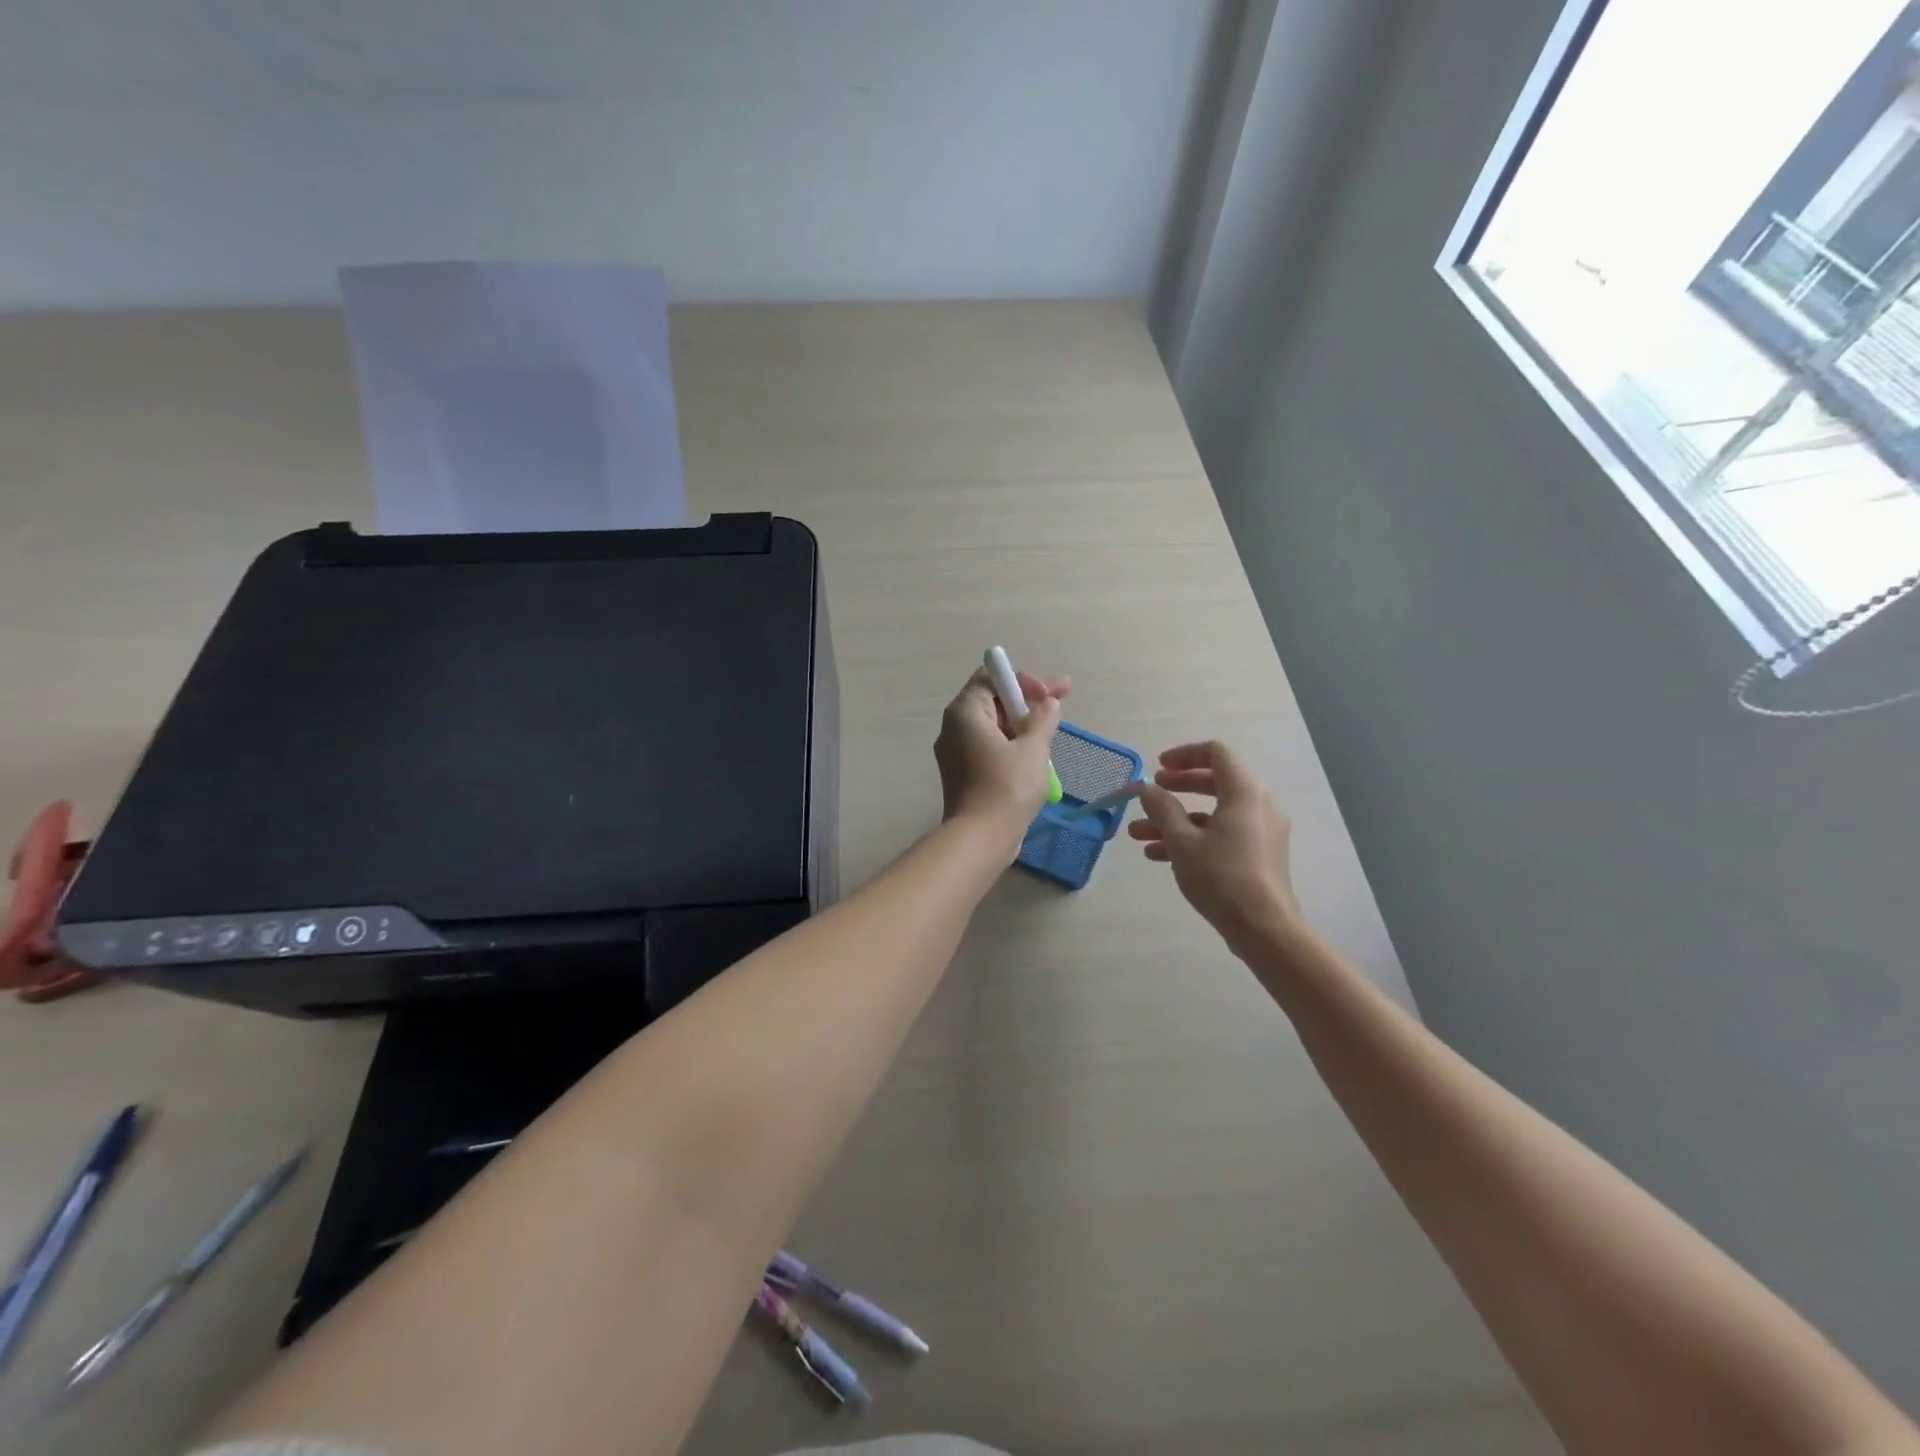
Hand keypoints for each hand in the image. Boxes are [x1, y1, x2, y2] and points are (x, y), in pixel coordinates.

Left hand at [934, 667, 1068, 845]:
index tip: (1051, 695)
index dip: (1024, 681)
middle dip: (1027, 702)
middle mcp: (953, 727)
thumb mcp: (1033, 748)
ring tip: (1051, 734)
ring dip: (1022, 726)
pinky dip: (1011, 746)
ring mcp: (955, 752)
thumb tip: (1048, 703)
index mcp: (965, 712)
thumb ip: (1043, 719)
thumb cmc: (1007, 787)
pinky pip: (989, 749)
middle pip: (992, 701)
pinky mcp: (962, 774)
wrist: (981, 838)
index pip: (992, 678)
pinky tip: (1035, 756)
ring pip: (993, 727)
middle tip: (1060, 706)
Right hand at [1128, 741, 1305, 954]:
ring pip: (1212, 813)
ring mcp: (1260, 831)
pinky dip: (1192, 837)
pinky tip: (1158, 855)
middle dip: (1176, 789)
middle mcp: (1258, 805)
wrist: (1264, 928)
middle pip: (1213, 781)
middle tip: (1150, 795)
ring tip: (1138, 835)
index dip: (1184, 755)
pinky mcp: (1258, 854)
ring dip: (1174, 820)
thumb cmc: (1221, 877)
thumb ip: (1161, 808)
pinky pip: (1221, 834)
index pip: (1216, 753)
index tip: (1158, 768)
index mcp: (1244, 792)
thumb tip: (1147, 788)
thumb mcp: (1182, 841)